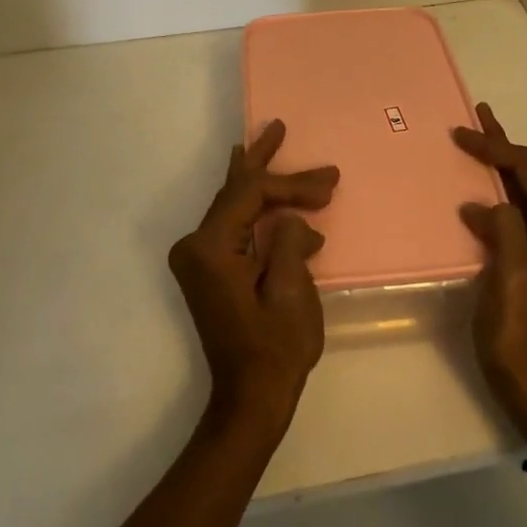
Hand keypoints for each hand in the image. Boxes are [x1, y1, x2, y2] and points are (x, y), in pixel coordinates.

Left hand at [167, 120, 339, 438]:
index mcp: (211, 247)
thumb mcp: (292, 292)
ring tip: (270, 145)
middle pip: (235, 190)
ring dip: (259, 181)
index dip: (292, 184)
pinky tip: (266, 194)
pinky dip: (256, 207)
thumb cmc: (273, 349)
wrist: (249, 401)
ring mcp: (200, 257)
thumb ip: (291, 241)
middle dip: (263, 160)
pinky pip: (234, 223)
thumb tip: (292, 221)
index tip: (329, 185)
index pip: (252, 194)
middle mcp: (197, 245)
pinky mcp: (210, 268)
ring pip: (234, 204)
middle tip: (278, 126)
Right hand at [453, 103, 526, 440]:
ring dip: (500, 164)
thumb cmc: (523, 334)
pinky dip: (495, 191)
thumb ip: (506, 230)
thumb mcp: (513, 278)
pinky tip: (476, 189)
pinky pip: (514, 210)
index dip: (497, 148)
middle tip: (477, 115)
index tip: (461, 135)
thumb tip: (487, 203)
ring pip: (523, 188)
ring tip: (476, 140)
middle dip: (502, 144)